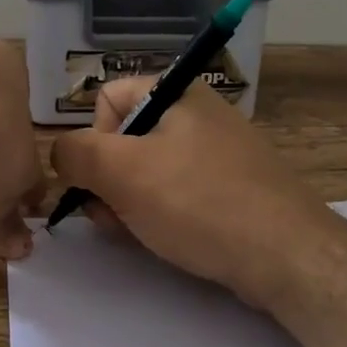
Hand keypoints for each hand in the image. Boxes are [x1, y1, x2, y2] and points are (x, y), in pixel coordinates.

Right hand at [48, 78, 346, 304]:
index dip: (93, 140)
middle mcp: (198, 112)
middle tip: (113, 216)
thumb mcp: (121, 172)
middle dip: (109, 179)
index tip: (101, 179)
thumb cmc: (197, 202)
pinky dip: (162, 212)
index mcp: (176, 92)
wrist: (285, 254)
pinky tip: (167, 238)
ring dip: (130, 201)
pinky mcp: (232, 186)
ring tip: (139, 232)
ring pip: (149, 169)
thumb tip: (61, 154)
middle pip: (126, 137)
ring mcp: (219, 150)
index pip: (107, 98)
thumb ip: (74, 153)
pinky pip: (179, 190)